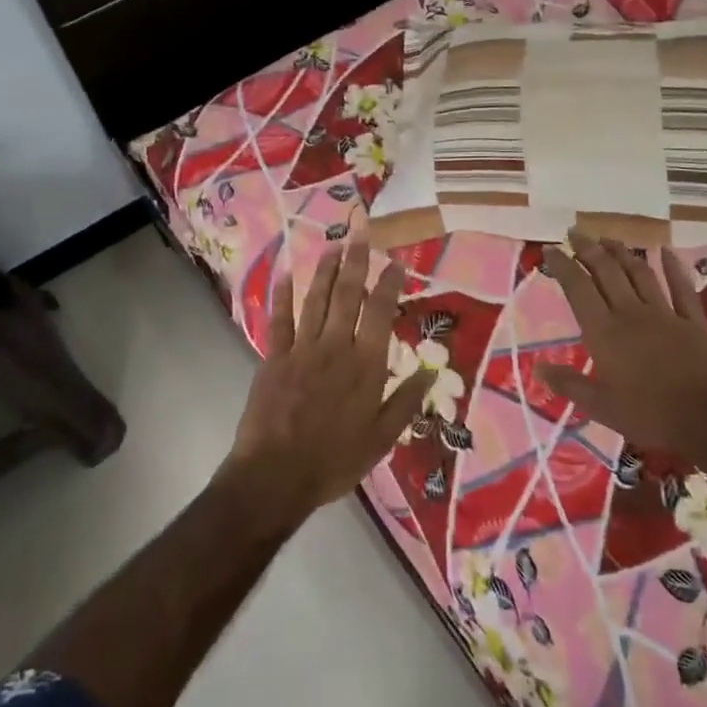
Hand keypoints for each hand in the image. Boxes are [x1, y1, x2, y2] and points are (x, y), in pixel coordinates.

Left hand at [224, 238, 434, 519]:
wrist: (276, 477)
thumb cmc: (335, 460)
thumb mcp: (382, 438)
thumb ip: (406, 401)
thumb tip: (432, 369)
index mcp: (366, 366)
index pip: (381, 313)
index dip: (389, 284)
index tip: (395, 262)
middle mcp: (336, 348)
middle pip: (347, 295)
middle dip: (356, 261)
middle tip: (360, 230)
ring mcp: (301, 350)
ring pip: (315, 300)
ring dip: (324, 270)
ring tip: (333, 244)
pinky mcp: (273, 358)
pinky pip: (279, 320)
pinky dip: (283, 295)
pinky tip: (286, 274)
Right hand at [536, 231, 706, 470]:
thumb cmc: (652, 415)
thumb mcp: (602, 407)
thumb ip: (569, 385)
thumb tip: (537, 370)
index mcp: (604, 332)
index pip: (578, 288)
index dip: (562, 266)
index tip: (550, 249)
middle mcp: (631, 313)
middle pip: (607, 271)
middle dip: (588, 249)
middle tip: (575, 232)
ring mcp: (665, 314)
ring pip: (640, 273)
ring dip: (622, 252)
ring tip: (608, 238)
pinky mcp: (694, 321)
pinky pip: (681, 287)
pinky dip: (673, 267)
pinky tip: (665, 250)